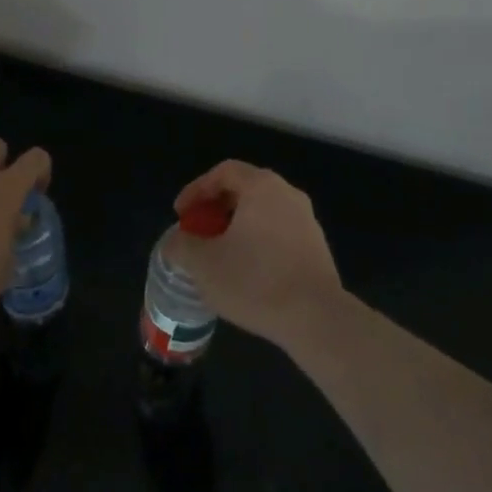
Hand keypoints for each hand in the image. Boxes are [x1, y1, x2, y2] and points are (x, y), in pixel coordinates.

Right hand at [166, 160, 343, 347]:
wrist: (317, 319)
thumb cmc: (255, 281)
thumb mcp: (204, 264)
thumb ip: (181, 246)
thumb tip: (174, 243)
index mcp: (262, 186)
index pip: (223, 171)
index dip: (197, 189)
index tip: (181, 215)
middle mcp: (288, 194)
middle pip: (245, 189)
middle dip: (216, 209)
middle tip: (198, 232)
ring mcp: (307, 221)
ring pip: (263, 213)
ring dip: (237, 227)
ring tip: (219, 255)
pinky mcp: (317, 248)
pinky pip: (279, 233)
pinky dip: (258, 242)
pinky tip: (247, 273)